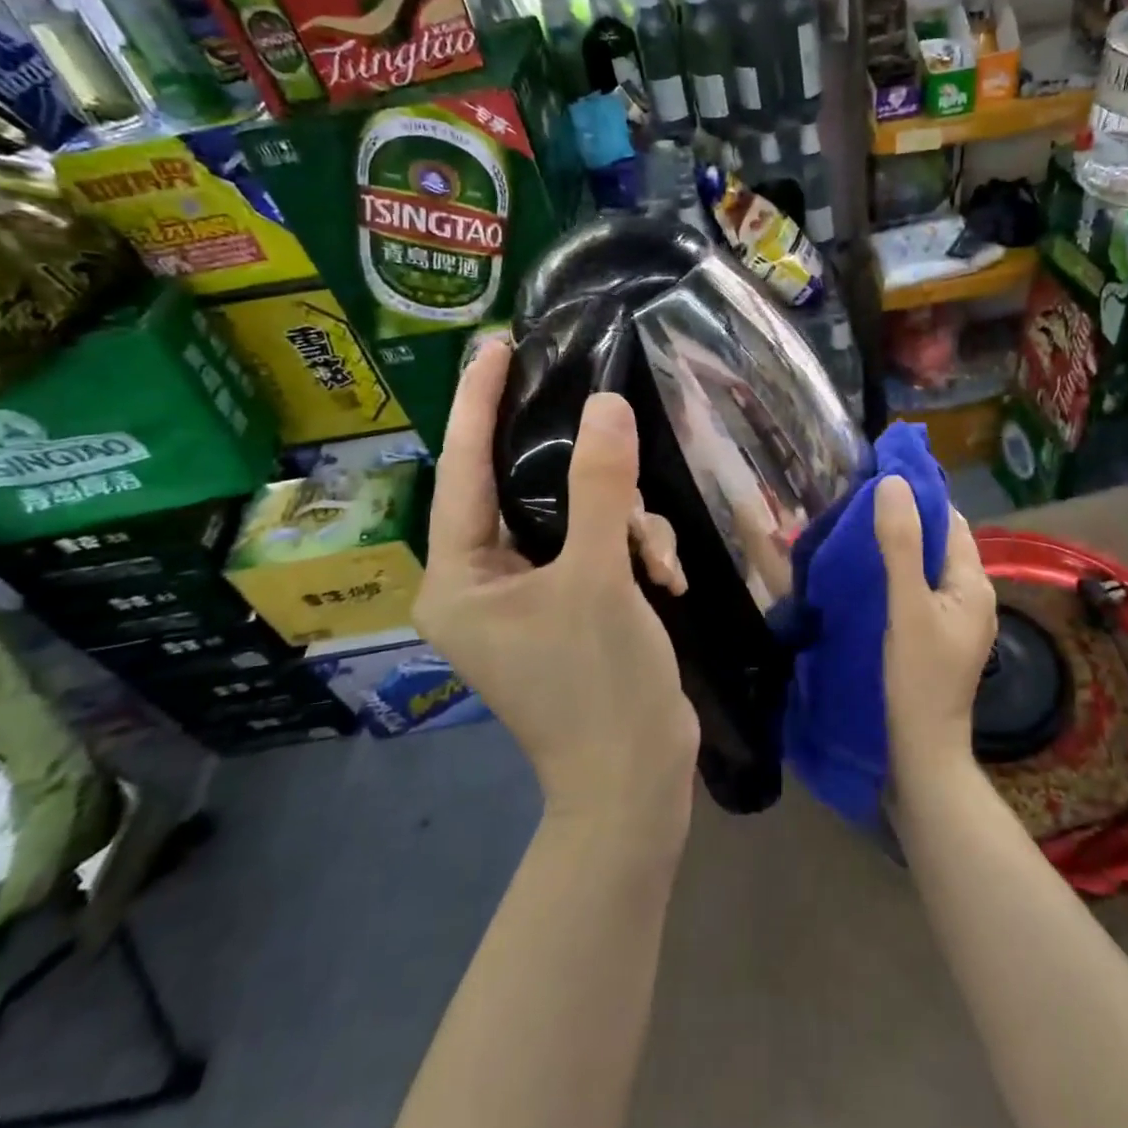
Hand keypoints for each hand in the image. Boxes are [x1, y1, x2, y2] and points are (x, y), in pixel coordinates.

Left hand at [413, 339, 699, 834]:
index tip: (492, 344)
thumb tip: (605, 405)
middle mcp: (482, 582)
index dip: (476, 403)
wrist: (635, 783)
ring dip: (624, 526)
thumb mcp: (599, 577)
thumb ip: (599, 487)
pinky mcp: (569, 606)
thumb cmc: (597, 685)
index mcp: (460, 577)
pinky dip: (634, 554)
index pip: (461, 470)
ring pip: (574, 518)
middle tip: (607, 418)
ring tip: (657, 563)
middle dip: (583, 476)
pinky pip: (597, 549)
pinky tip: (667, 581)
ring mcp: (528, 597)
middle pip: (525, 491)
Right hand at [873, 476, 997, 769]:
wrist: (922, 752)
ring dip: (900, 546)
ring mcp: (957, 619)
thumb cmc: (918, 677)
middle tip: (859, 503)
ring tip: (858, 531)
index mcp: (974, 582)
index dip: (919, 496)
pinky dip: (898, 573)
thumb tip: (893, 482)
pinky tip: (870, 575)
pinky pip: (920, 589)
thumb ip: (900, 544)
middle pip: (940, 542)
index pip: (950, 521)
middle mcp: (972, 595)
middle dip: (906, 518)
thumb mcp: (906, 605)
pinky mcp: (939, 637)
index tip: (878, 478)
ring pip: (928, 566)